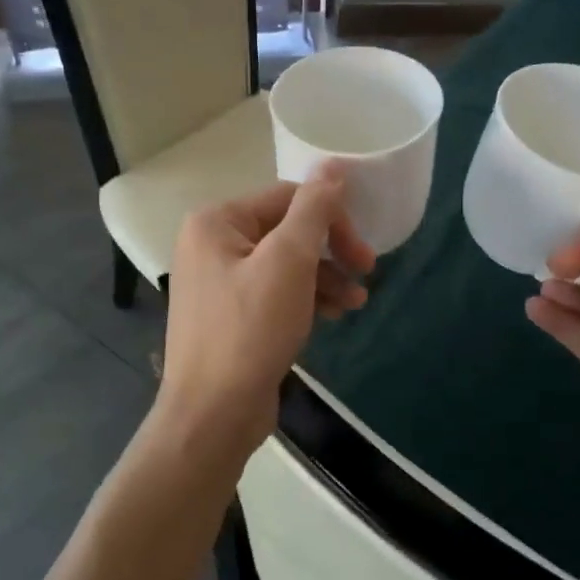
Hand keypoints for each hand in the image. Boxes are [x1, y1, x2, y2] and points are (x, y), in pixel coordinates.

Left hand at [155, 165, 373, 465]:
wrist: (213, 415)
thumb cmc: (250, 329)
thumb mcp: (289, 261)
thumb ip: (313, 209)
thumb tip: (333, 164)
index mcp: (216, 221)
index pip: (287, 198)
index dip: (331, 219)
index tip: (364, 252)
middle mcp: (211, 244)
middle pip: (286, 230)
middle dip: (330, 251)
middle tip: (367, 271)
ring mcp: (218, 281)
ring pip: (285, 264)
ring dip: (324, 278)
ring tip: (357, 303)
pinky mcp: (231, 315)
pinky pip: (275, 292)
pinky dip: (305, 299)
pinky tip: (334, 316)